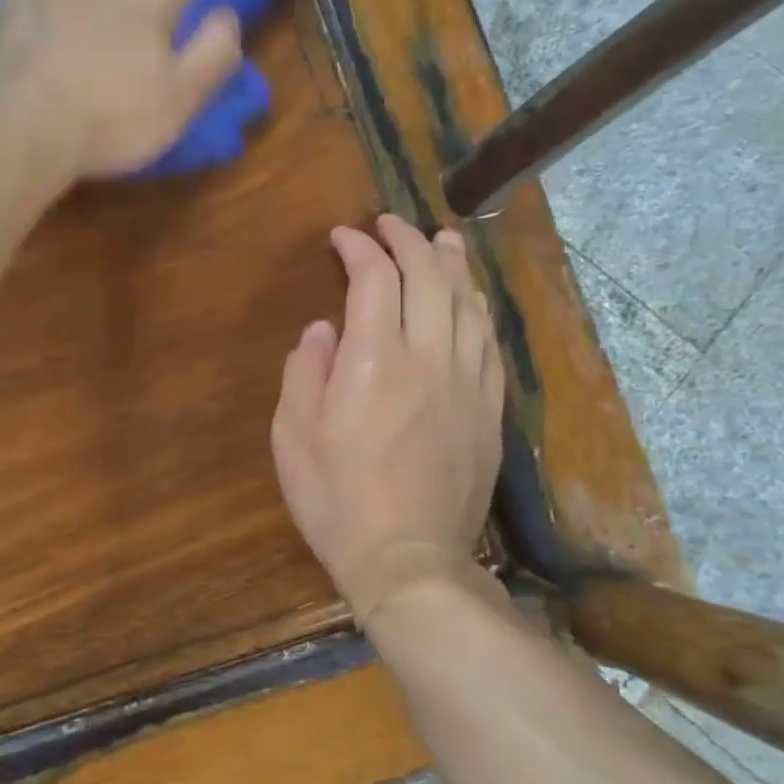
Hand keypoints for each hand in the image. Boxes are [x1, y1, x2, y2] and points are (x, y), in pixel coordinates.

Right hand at [271, 215, 505, 625]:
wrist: (408, 560)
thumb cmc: (336, 499)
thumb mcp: (293, 436)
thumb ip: (305, 371)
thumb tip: (323, 329)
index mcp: (375, 360)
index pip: (375, 279)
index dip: (360, 248)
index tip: (343, 237)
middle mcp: (429, 359)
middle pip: (430, 279)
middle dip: (408, 242)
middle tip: (390, 224)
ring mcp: (466, 384)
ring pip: (468, 305)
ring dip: (453, 265)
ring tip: (442, 241)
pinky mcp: (488, 411)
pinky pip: (489, 344)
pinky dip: (478, 310)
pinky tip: (471, 301)